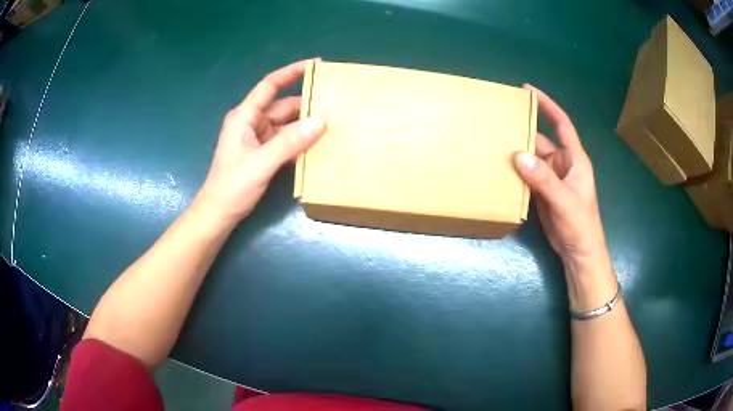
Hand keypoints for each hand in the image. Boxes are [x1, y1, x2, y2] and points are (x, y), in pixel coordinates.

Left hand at [192, 60, 324, 227]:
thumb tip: (319, 123)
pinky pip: (284, 141)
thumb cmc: (232, 186)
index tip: (315, 64)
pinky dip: (298, 141)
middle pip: (282, 106)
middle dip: (306, 104)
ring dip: (304, 125)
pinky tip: (317, 144)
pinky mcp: (262, 153)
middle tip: (335, 103)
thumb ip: (289, 143)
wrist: (218, 213)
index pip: (270, 86)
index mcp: (245, 116)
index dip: (291, 72)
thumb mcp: (261, 163)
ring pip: (286, 124)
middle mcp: (251, 122)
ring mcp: (257, 138)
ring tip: (332, 123)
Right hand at [513, 85, 609, 275]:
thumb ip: (544, 179)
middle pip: (541, 139)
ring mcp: (551, 178)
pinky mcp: (542, 192)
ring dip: (516, 152)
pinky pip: (526, 176)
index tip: (528, 90)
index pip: (561, 124)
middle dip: (523, 130)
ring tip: (493, 142)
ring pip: (531, 159)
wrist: (578, 252)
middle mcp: (562, 163)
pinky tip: (499, 169)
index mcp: (574, 159)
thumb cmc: (580, 224)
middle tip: (498, 120)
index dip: (547, 105)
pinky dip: (515, 172)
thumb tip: (518, 156)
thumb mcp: (565, 201)